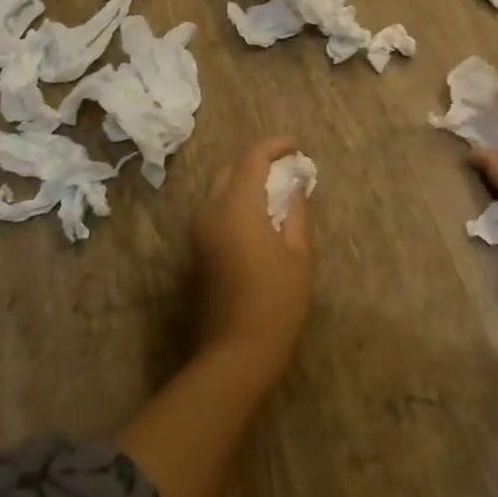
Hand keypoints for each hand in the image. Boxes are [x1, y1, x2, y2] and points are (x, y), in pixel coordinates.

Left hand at [192, 137, 313, 382]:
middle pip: (230, 168)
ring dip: (245, 178)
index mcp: (236, 207)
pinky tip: (260, 210)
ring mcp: (200, 231)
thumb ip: (297, 210)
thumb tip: (297, 182)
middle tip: (287, 163)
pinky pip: (215, 207)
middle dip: (257, 159)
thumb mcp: (299, 253)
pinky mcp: (199, 248)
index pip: (252, 158)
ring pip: (219, 187)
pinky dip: (236, 197)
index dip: (274, 146)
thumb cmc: (277, 300)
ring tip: (277, 185)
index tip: (297, 145)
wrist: (237, 351)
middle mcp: (211, 211)